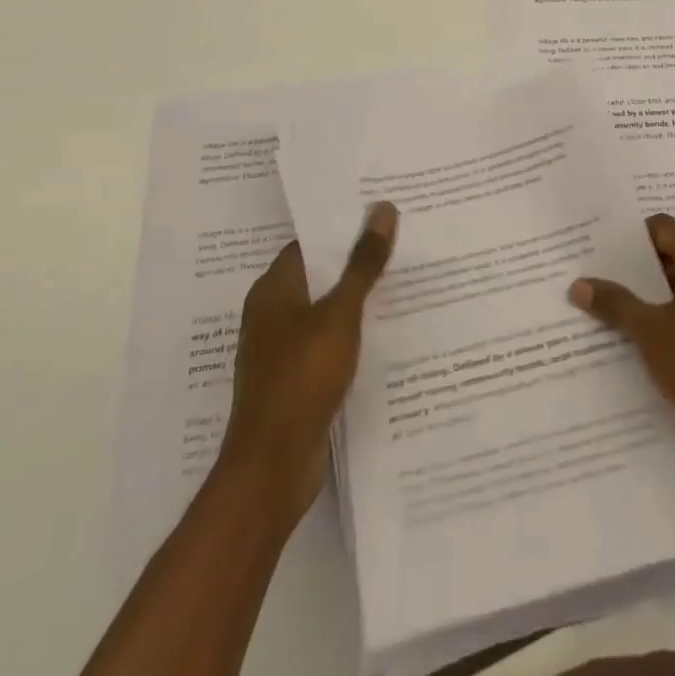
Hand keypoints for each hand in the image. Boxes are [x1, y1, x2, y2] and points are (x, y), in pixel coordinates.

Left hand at [218, 202, 397, 526]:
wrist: (272, 469)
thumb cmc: (301, 379)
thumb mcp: (340, 315)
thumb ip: (362, 264)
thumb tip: (382, 207)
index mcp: (272, 290)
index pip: (309, 243)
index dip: (342, 227)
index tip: (381, 213)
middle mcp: (271, 314)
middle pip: (318, 275)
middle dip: (355, 261)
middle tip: (402, 240)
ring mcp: (281, 350)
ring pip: (324, 310)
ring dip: (356, 299)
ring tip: (403, 280)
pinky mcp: (294, 380)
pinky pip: (326, 342)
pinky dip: (351, 333)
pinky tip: (385, 332)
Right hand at [569, 213, 674, 466]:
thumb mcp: (648, 331)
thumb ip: (614, 302)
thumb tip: (578, 285)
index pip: (663, 228)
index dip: (630, 239)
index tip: (602, 254)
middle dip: (640, 267)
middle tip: (604, 278)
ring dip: (657, 290)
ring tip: (621, 306)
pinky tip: (651, 331)